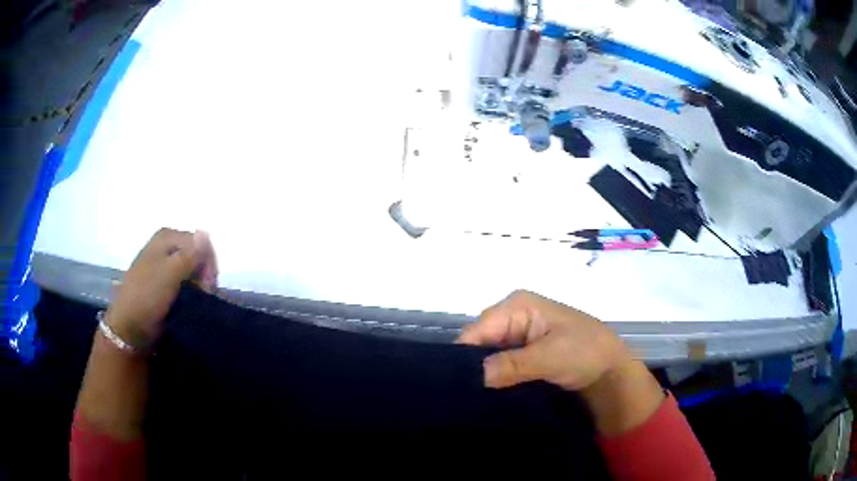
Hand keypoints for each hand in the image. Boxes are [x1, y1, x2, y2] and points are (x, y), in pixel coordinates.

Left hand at [105, 228, 217, 351]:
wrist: (130, 326)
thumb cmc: (147, 295)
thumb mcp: (170, 273)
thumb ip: (190, 254)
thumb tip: (207, 231)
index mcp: (166, 237)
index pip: (200, 242)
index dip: (208, 263)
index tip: (208, 286)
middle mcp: (166, 246)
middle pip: (197, 254)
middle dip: (204, 274)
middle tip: (204, 295)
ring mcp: (165, 264)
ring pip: (193, 270)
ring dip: (199, 285)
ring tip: (198, 301)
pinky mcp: (165, 283)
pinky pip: (185, 282)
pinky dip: (191, 291)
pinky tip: (190, 301)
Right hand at [458, 290, 630, 391]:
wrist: (611, 370)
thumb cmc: (586, 353)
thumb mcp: (550, 357)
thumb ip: (511, 365)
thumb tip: (474, 375)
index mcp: (517, 305)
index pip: (477, 330)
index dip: (464, 357)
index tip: (457, 387)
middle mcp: (513, 315)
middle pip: (478, 341)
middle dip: (473, 367)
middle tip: (465, 397)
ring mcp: (518, 334)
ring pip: (487, 355)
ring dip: (484, 375)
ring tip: (474, 399)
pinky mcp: (523, 352)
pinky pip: (499, 364)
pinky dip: (495, 378)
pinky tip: (489, 395)